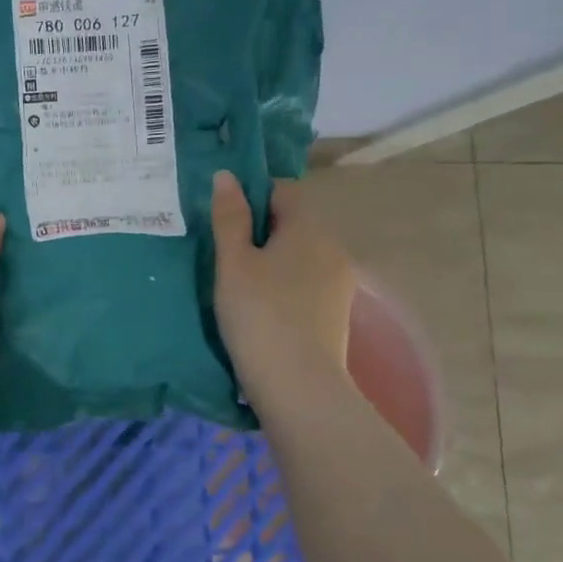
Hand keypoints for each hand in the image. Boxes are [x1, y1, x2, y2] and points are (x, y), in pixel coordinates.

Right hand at [211, 171, 355, 391]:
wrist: (298, 384)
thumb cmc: (258, 315)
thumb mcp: (233, 263)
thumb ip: (230, 217)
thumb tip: (227, 176)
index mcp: (308, 228)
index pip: (283, 190)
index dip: (252, 195)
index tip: (224, 217)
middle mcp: (332, 248)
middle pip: (294, 223)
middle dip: (261, 229)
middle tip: (223, 251)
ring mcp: (339, 282)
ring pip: (300, 254)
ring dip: (273, 259)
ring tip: (238, 282)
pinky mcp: (335, 312)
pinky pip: (306, 281)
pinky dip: (284, 284)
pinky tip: (261, 307)